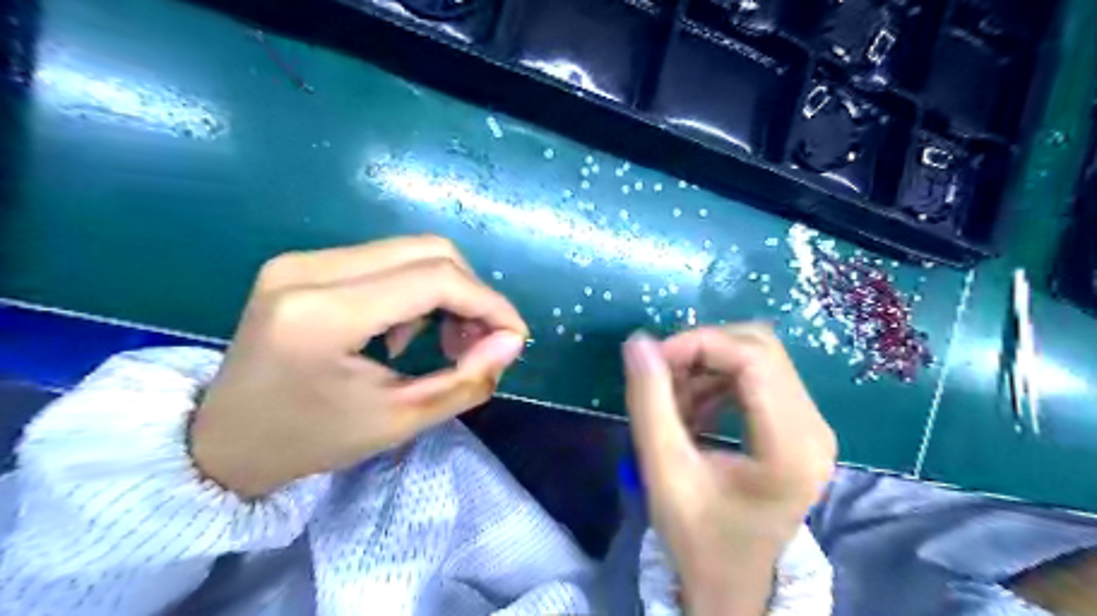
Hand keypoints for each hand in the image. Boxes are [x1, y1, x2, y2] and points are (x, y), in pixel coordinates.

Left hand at [189, 236, 529, 500]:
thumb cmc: (311, 440)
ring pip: (410, 251)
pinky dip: (417, 289)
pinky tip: (407, 330)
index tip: (514, 337)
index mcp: (324, 314)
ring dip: (446, 291)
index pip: (435, 280)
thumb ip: (465, 379)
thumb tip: (512, 341)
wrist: (223, 442)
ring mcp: (302, 260)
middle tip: (480, 342)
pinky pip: (385, 260)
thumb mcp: (399, 420)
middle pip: (428, 251)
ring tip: (447, 340)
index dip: (489, 303)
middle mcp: (309, 269)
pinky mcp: (303, 263)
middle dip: (471, 294)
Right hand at [621, 324, 835, 613]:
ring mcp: (812, 427)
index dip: (699, 344)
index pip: (753, 359)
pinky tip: (693, 408)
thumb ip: (649, 403)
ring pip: (758, 357)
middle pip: (760, 348)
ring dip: (708, 365)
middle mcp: (815, 429)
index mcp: (791, 448)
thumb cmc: (697, 537)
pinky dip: (718, 379)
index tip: (653, 360)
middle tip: (661, 374)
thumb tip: (638, 342)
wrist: (730, 582)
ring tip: (673, 399)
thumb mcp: (663, 472)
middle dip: (702, 350)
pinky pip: (758, 376)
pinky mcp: (800, 427)